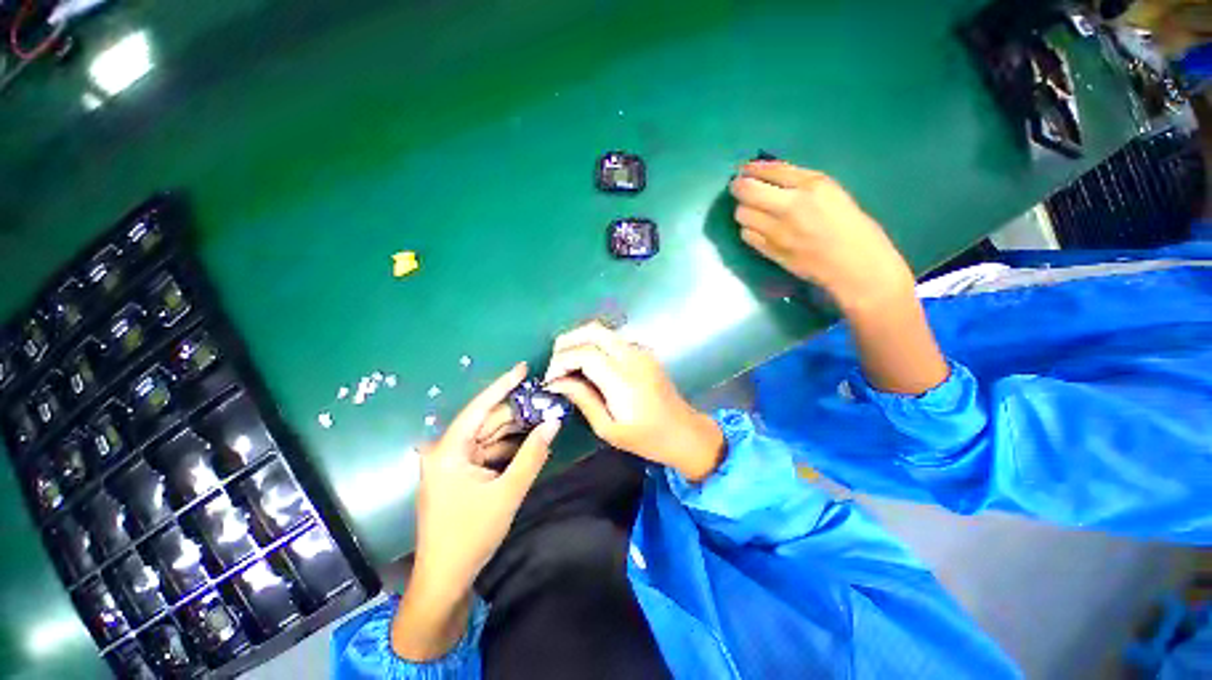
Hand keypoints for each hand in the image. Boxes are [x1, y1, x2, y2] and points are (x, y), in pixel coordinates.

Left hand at [392, 363, 559, 659]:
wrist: (444, 580)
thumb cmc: (471, 535)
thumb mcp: (508, 492)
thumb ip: (533, 454)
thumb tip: (553, 422)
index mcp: (449, 450)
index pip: (480, 406)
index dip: (503, 385)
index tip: (523, 368)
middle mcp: (447, 450)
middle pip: (487, 422)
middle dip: (517, 413)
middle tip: (546, 403)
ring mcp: (452, 464)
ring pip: (489, 437)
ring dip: (515, 431)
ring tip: (544, 419)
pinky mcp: (459, 476)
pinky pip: (487, 452)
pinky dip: (507, 448)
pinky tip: (529, 443)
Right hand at [543, 323, 723, 481]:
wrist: (684, 432)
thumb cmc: (646, 438)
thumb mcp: (608, 428)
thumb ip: (582, 399)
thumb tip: (556, 382)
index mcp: (623, 379)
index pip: (584, 354)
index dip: (561, 362)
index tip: (550, 379)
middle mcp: (633, 357)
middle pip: (593, 331)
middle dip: (567, 342)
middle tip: (554, 364)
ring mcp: (641, 351)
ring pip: (602, 331)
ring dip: (580, 340)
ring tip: (567, 363)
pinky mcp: (644, 352)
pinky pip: (613, 339)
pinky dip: (594, 343)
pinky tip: (588, 363)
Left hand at [729, 161, 915, 314]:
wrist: (853, 265)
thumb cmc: (850, 226)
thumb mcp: (831, 192)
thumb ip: (799, 182)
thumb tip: (769, 173)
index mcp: (811, 186)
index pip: (771, 170)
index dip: (751, 169)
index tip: (743, 170)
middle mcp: (789, 207)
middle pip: (747, 192)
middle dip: (738, 187)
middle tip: (739, 187)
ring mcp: (776, 231)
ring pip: (742, 214)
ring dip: (744, 209)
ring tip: (753, 209)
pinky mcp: (769, 250)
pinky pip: (746, 235)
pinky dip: (748, 228)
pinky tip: (758, 228)